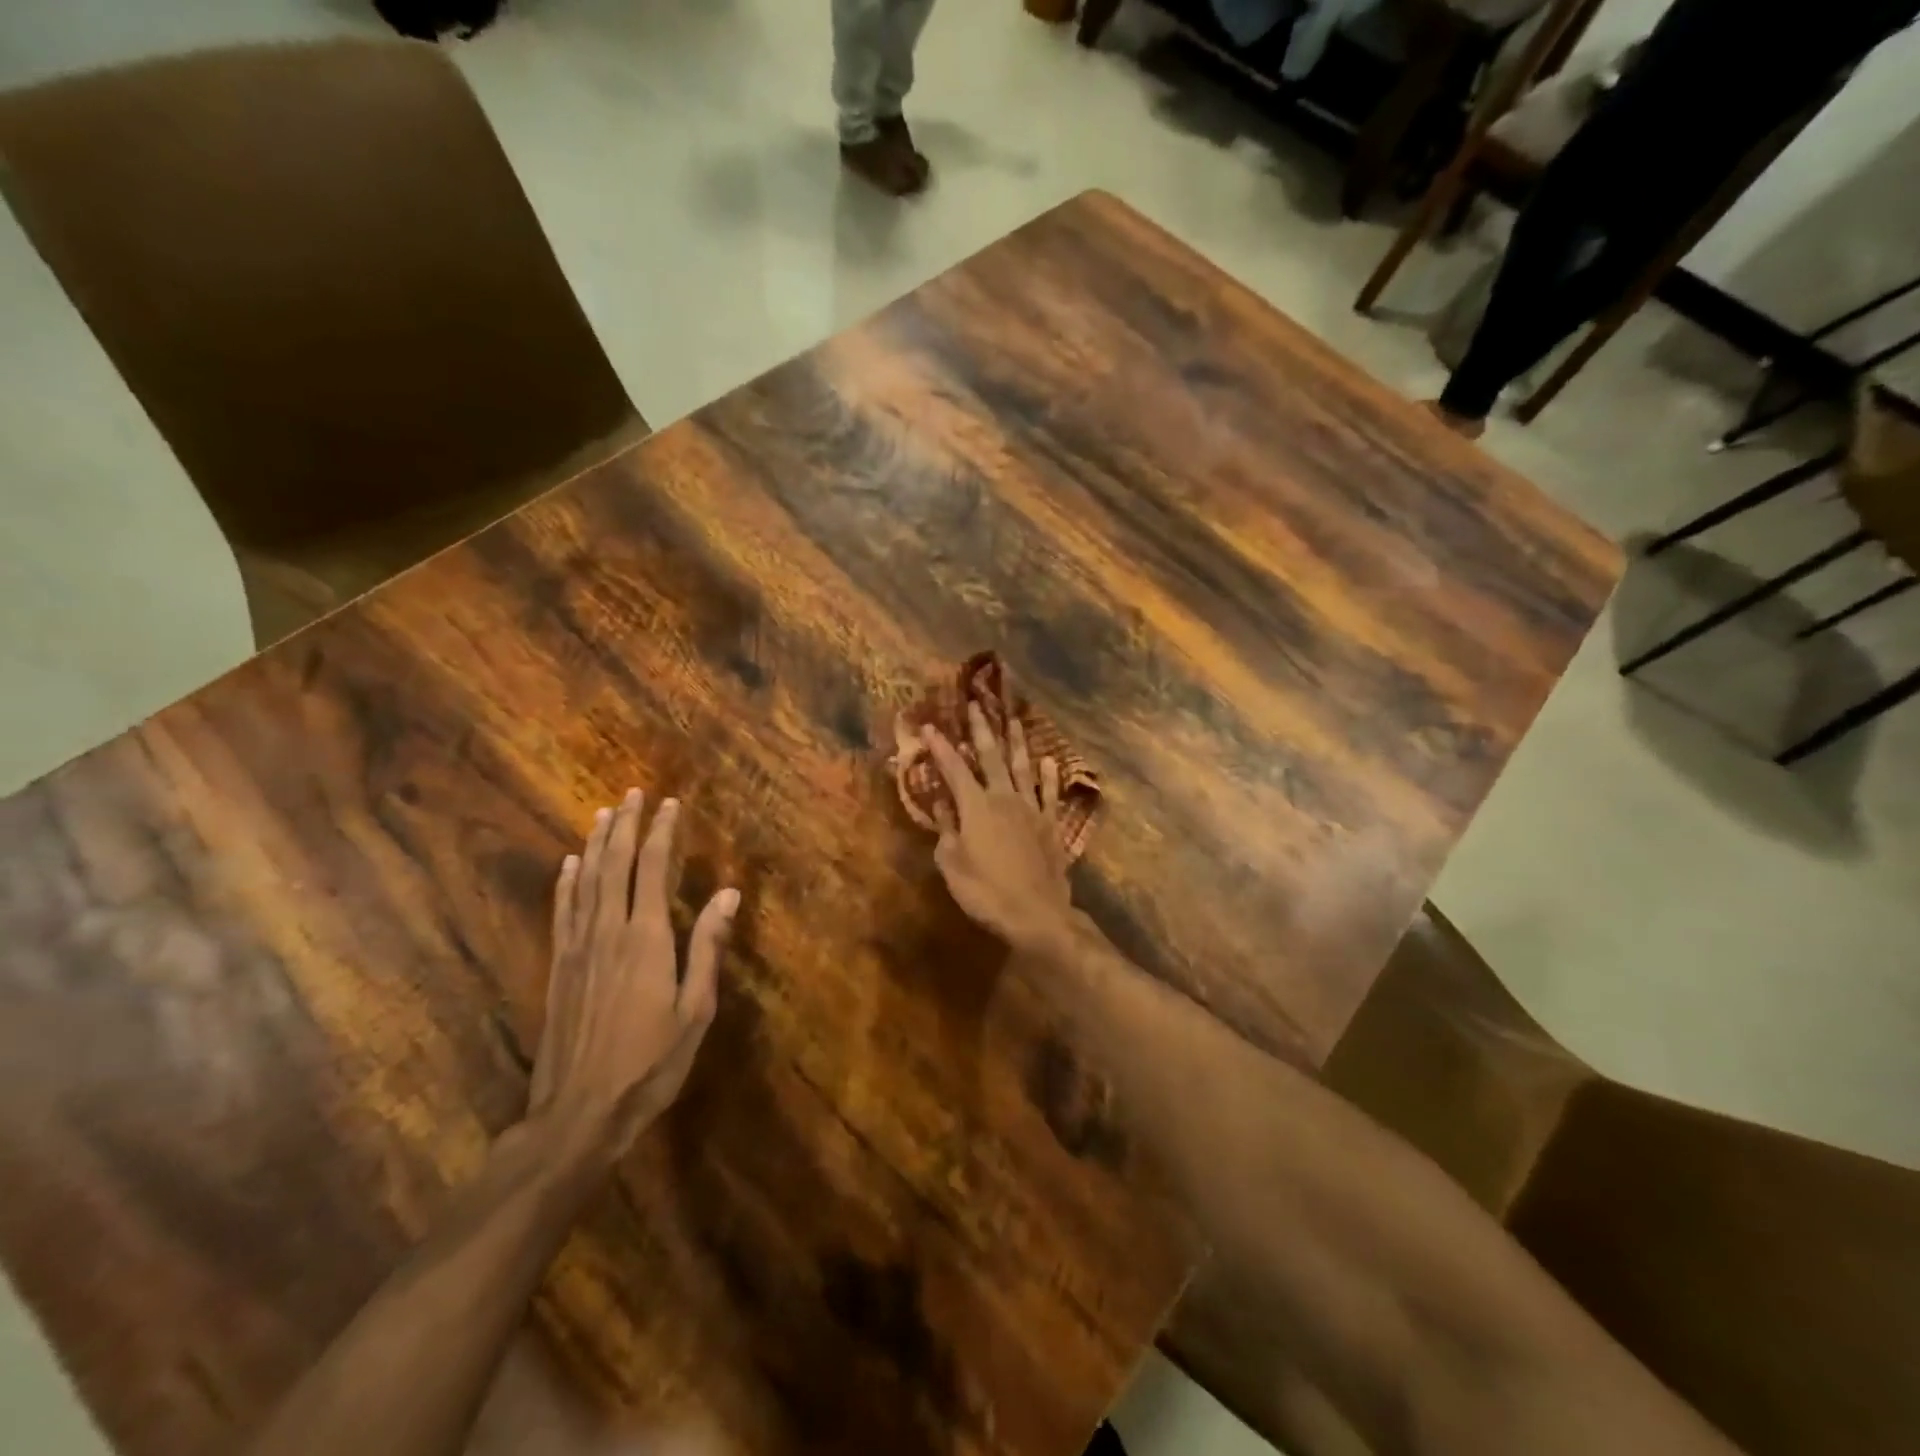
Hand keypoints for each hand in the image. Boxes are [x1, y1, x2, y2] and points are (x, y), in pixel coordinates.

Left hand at [528, 790, 737, 1157]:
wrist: (579, 1113)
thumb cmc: (650, 1063)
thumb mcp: (695, 1010)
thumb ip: (709, 948)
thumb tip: (728, 893)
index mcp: (647, 939)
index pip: (654, 869)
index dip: (662, 833)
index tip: (670, 804)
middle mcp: (609, 931)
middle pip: (615, 865)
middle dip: (627, 826)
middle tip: (634, 794)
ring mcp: (578, 948)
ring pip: (586, 881)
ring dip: (596, 844)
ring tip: (604, 814)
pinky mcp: (559, 967)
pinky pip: (563, 912)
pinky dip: (566, 882)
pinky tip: (569, 864)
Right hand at [922, 703, 1075, 955]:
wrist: (1037, 914)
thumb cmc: (986, 892)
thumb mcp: (952, 864)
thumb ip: (946, 829)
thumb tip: (942, 804)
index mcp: (976, 807)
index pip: (954, 769)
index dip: (940, 747)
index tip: (928, 725)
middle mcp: (1004, 798)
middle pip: (991, 757)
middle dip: (981, 730)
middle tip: (976, 704)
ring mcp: (1032, 809)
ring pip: (1023, 767)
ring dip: (1016, 742)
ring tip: (1014, 719)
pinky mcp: (1051, 824)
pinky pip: (1049, 793)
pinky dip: (1049, 775)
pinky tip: (1048, 760)